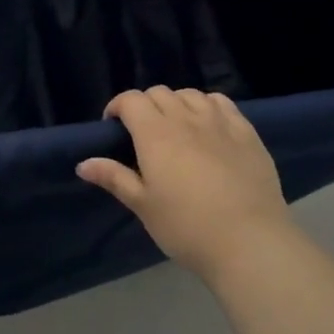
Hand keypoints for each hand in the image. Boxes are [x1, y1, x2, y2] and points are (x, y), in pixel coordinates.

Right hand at [76, 87, 299, 282]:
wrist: (249, 240)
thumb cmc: (187, 226)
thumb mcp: (144, 206)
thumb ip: (114, 178)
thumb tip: (83, 164)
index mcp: (155, 134)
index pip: (131, 100)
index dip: (118, 107)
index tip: (114, 127)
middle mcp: (186, 118)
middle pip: (159, 93)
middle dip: (145, 106)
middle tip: (143, 133)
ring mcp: (220, 122)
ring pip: (191, 94)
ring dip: (176, 103)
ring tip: (176, 127)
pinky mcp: (247, 132)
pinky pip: (222, 103)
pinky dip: (207, 106)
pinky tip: (208, 126)